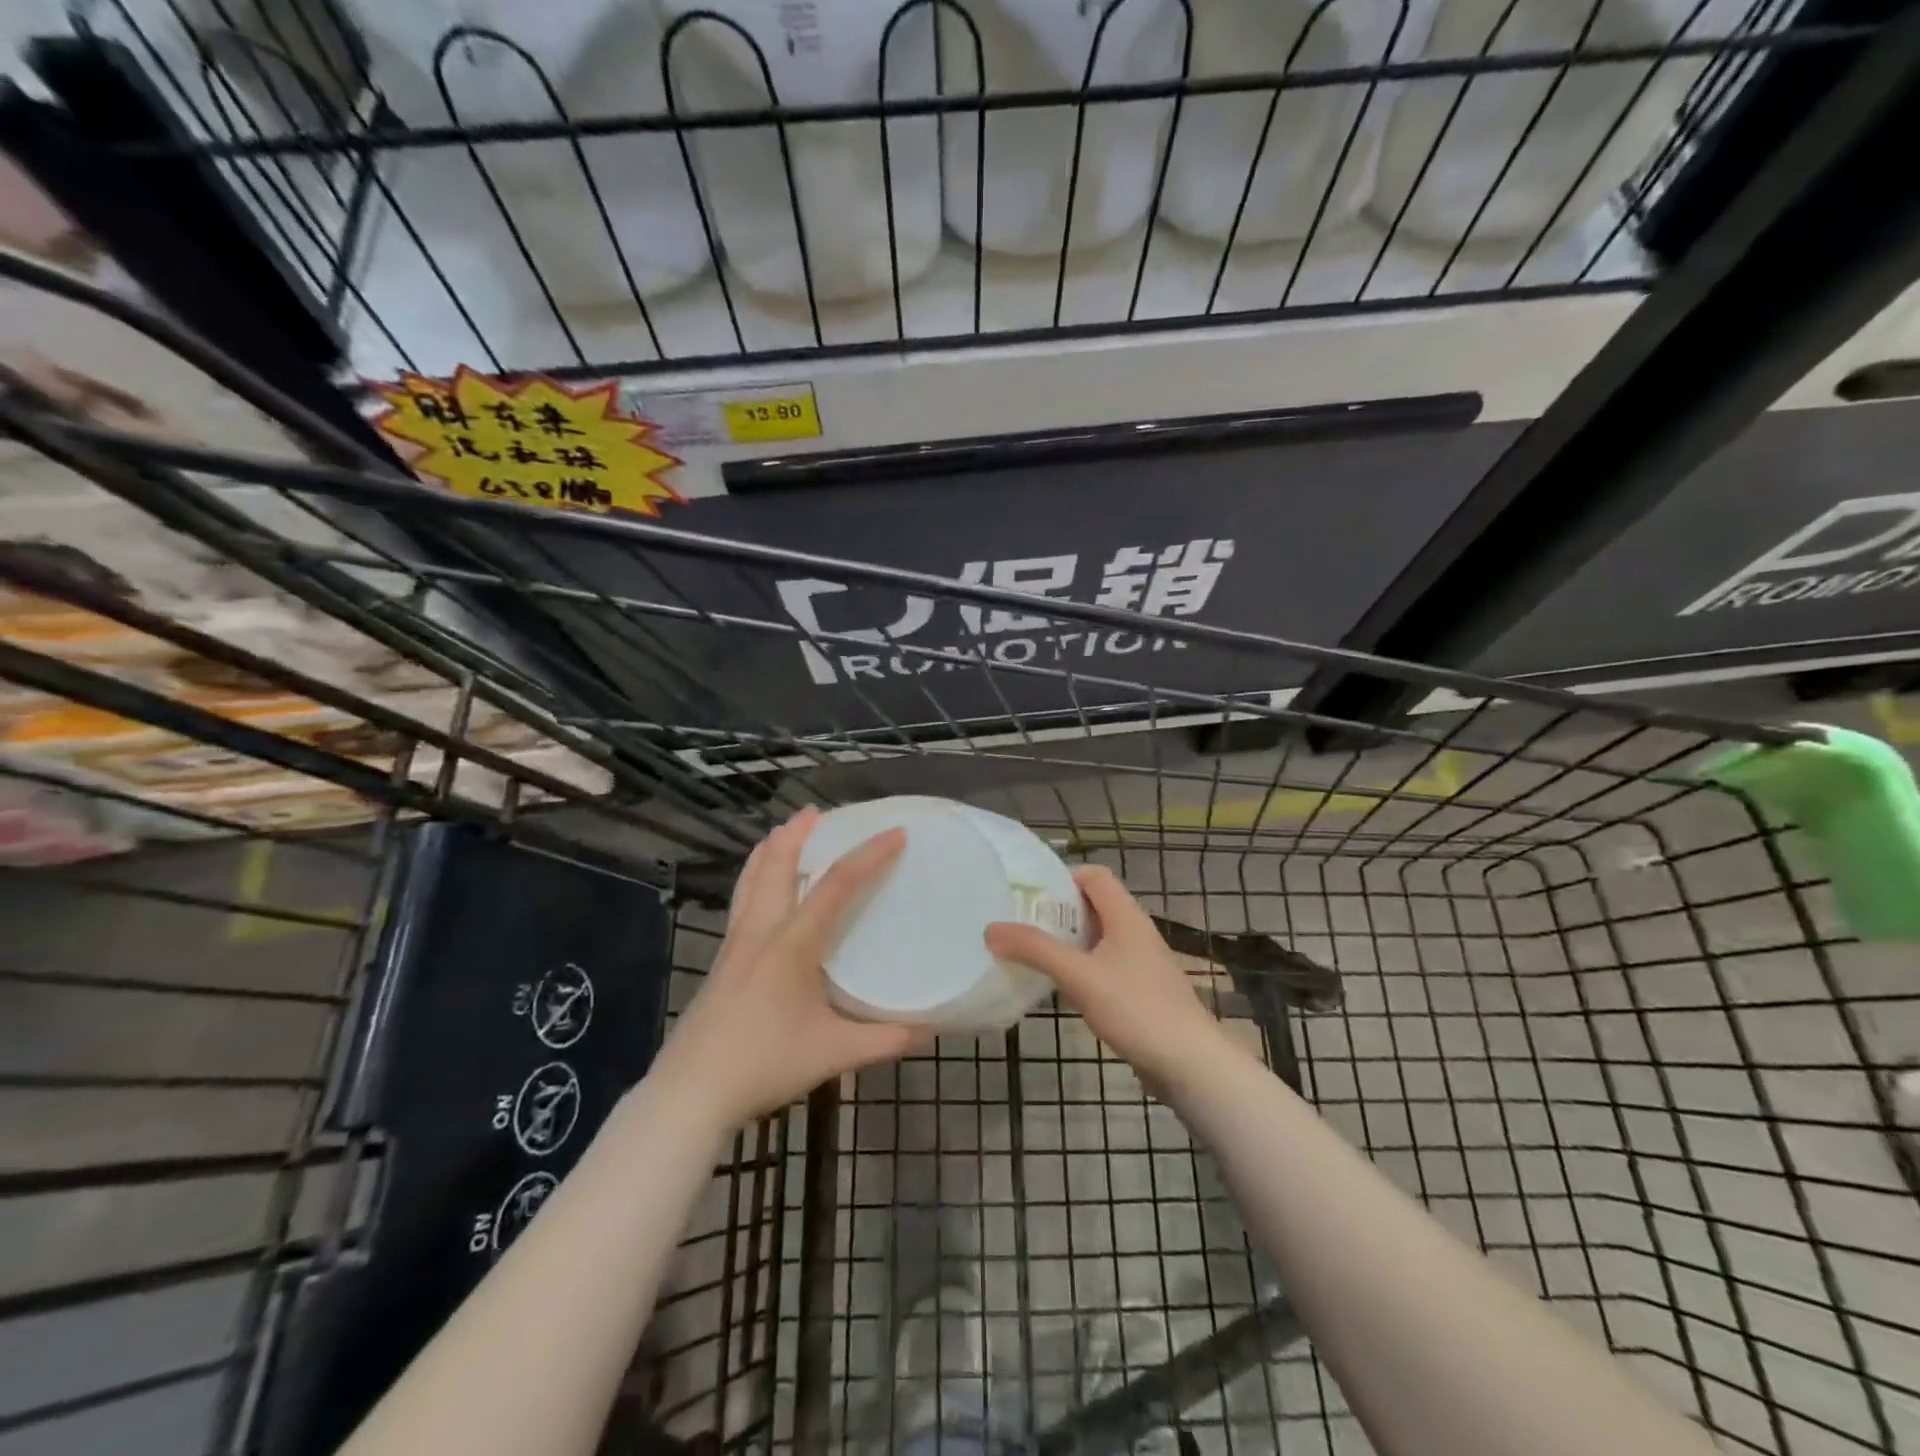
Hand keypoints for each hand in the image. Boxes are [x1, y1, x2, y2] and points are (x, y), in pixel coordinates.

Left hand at [650, 807, 922, 1133]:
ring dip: (770, 850)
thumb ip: (885, 1040)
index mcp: (791, 944)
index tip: (895, 833)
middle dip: (798, 833)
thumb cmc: (763, 1065)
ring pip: (750, 879)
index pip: (835, 885)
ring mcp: (734, 944)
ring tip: (783, 831)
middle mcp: (760, 931)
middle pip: (776, 865)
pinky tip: (759, 889)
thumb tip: (930, 1028)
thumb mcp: (833, 1054)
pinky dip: (754, 876)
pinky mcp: (720, 961)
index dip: (868, 856)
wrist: (689, 1093)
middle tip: (817, 811)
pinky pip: (740, 900)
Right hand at [985, 864, 1238, 1094]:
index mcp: (1126, 916)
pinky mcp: (1143, 992)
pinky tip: (1061, 988)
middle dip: (1058, 912)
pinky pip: (1106, 967)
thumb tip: (991, 928)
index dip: (1063, 878)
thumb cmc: (1136, 1008)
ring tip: (1032, 954)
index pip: (1094, 876)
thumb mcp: (1079, 975)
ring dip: (1068, 943)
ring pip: (1099, 939)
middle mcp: (1136, 932)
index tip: (1029, 895)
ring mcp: (1142, 963)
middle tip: (1020, 925)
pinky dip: (1082, 969)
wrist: (1191, 1063)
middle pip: (1094, 906)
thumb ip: (1035, 950)